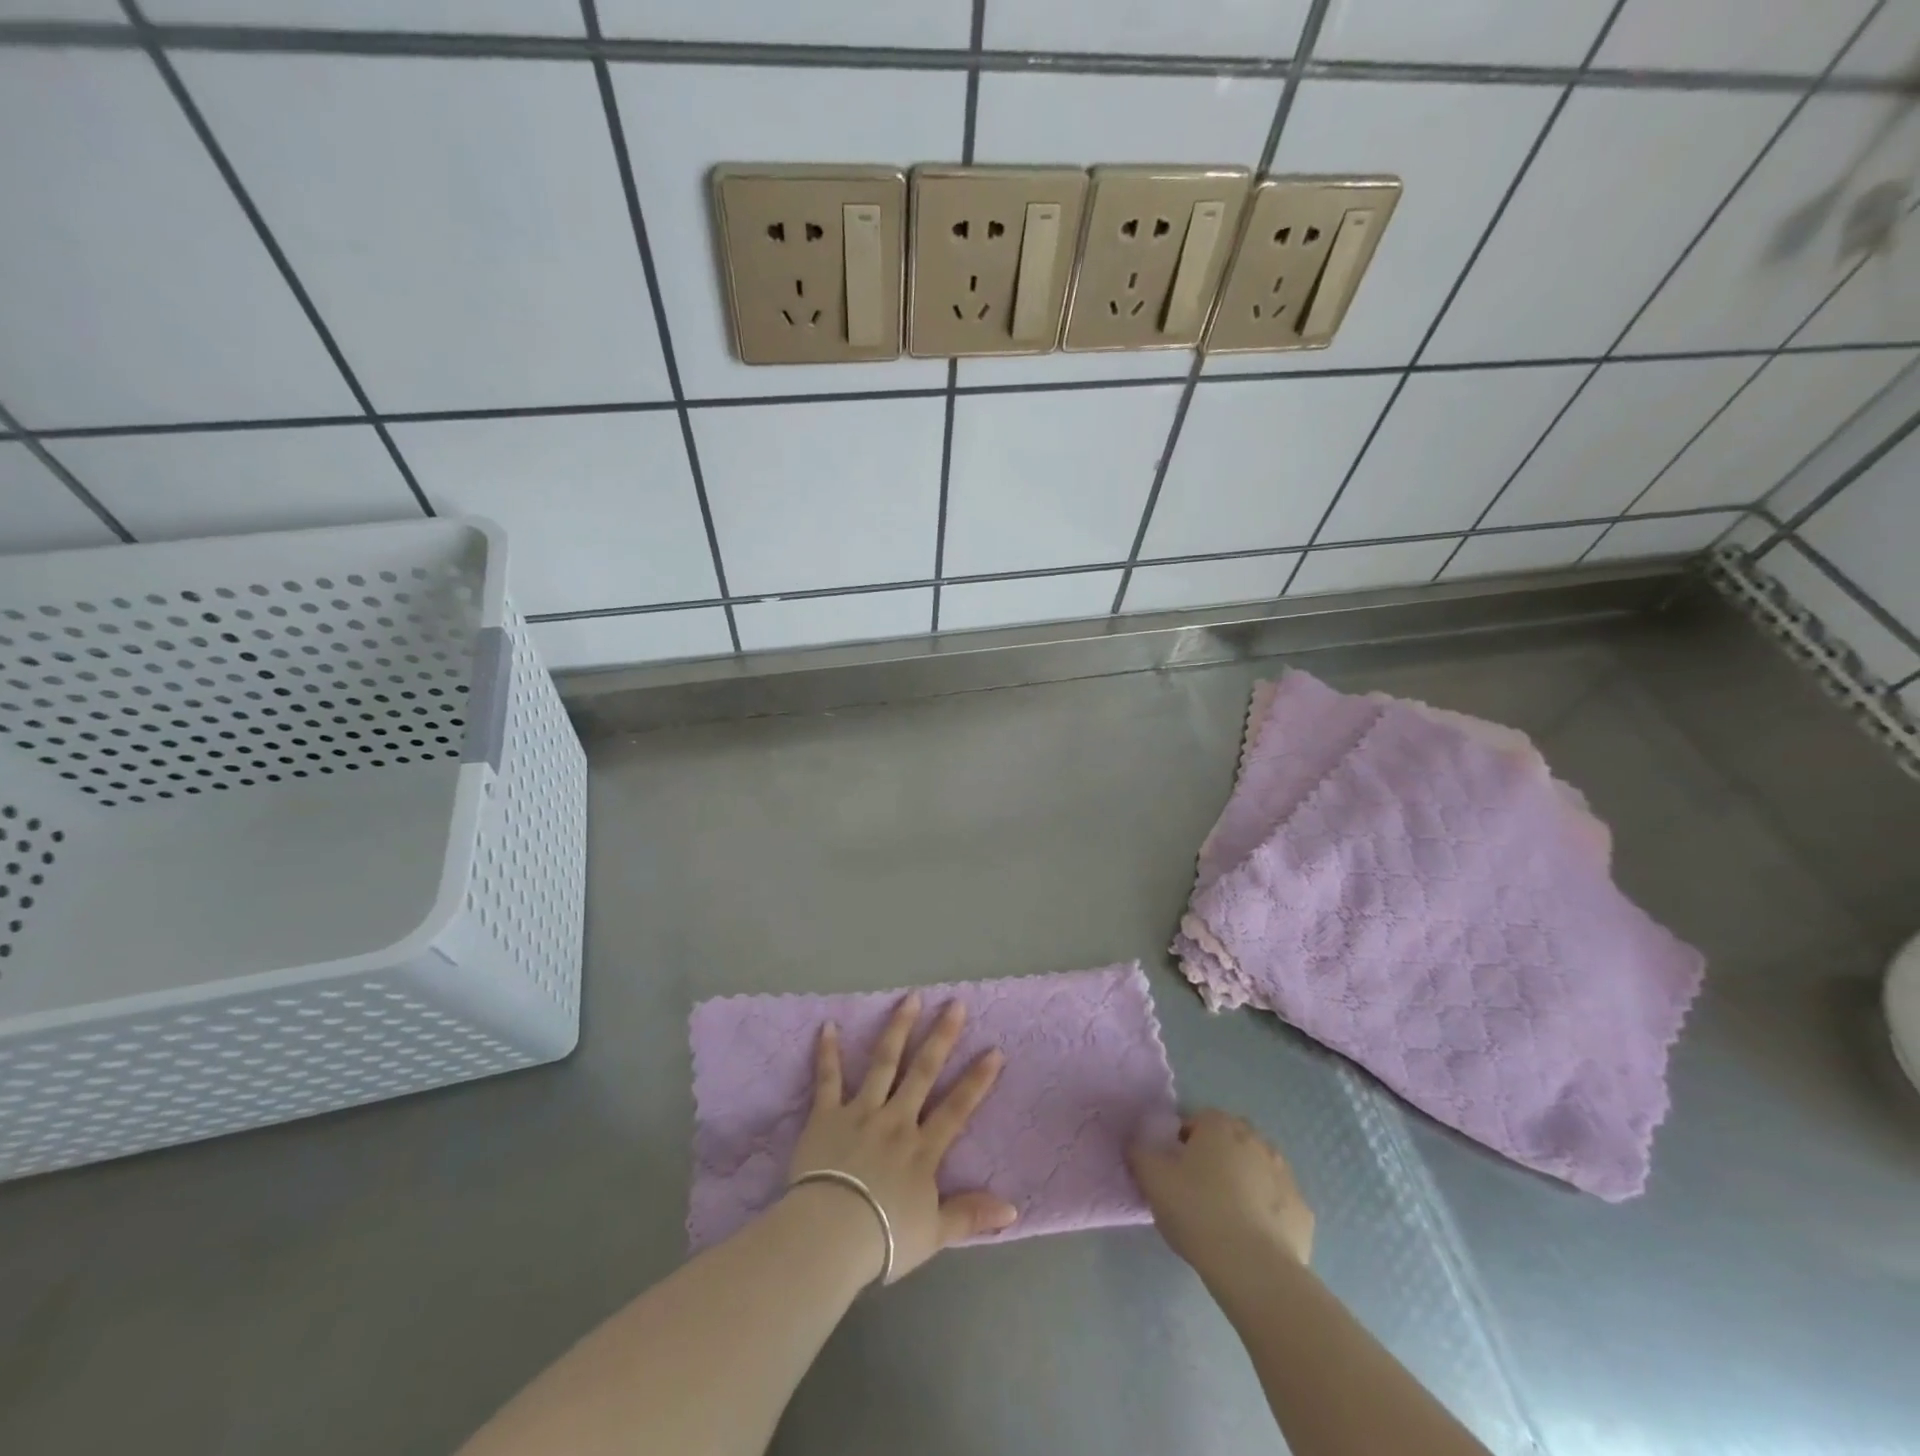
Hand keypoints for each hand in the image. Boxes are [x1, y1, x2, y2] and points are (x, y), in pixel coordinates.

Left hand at [789, 994, 1015, 1282]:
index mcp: (922, 1148)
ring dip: (898, 1028)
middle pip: (923, 1072)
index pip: (956, 1108)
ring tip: (910, 998)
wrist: (831, 1233)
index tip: (994, 1050)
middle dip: (941, 1036)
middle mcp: (896, 1120)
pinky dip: (828, 1052)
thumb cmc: (884, 1238)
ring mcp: (861, 1112)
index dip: (977, 1080)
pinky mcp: (826, 1115)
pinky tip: (828, 1025)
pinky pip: (828, 1078)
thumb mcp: (935, 1233)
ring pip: (883, 1063)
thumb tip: (1014, 1210)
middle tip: (954, 1003)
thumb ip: (971, 1215)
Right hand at [1129, 1109, 1314, 1279]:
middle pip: (1230, 1141)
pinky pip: (1277, 1205)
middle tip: (1197, 1191)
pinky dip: (1266, 1215)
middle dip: (1216, 1158)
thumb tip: (1138, 1145)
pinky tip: (1251, 1239)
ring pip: (1257, 1171)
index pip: (1197, 1120)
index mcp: (1221, 1126)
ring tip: (1225, 1218)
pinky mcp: (1303, 1212)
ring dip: (1243, 1184)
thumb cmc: (1198, 1212)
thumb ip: (1140, 1154)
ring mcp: (1285, 1176)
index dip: (1182, 1142)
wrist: (1254, 1269)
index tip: (1173, 1170)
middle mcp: (1257, 1141)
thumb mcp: (1152, 1180)